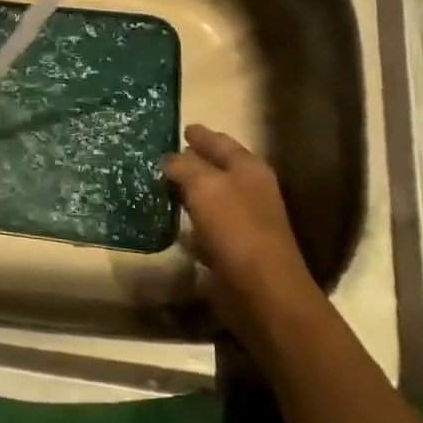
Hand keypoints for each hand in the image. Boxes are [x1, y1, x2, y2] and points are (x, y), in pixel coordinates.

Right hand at [165, 125, 318, 341]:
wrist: (262, 293)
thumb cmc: (236, 229)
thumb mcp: (205, 186)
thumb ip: (185, 167)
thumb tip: (169, 159)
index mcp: (249, 170)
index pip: (221, 142)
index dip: (201, 135)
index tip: (181, 128)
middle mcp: (250, 192)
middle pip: (217, 170)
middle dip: (192, 163)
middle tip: (160, 157)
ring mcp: (243, 223)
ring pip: (210, 199)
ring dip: (188, 193)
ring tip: (160, 187)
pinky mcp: (232, 251)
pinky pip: (206, 229)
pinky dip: (190, 225)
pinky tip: (171, 225)